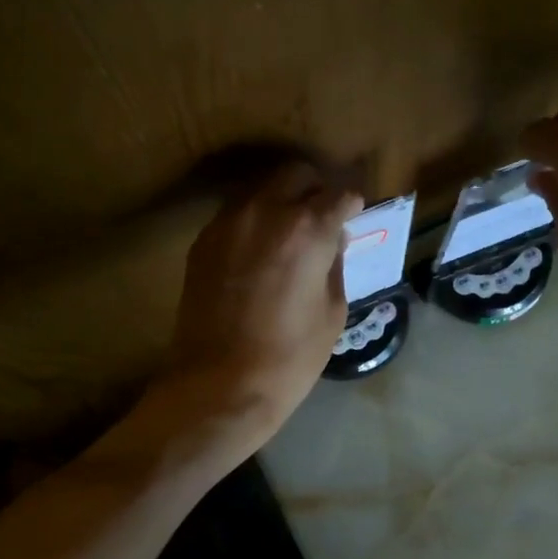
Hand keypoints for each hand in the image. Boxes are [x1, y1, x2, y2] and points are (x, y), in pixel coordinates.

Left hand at [158, 161, 360, 454]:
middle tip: (323, 216)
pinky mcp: (203, 241)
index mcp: (307, 229)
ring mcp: (228, 222)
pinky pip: (236, 214)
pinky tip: (260, 251)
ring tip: (290, 232)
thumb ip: (334, 264)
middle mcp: (265, 211)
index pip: (340, 193)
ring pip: (261, 188)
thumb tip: (332, 240)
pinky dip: (254, 221)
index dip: (352, 204)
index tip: (354, 216)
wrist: (220, 385)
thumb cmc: (290, 357)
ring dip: (281, 200)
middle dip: (315, 189)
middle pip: (296, 174)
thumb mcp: (332, 312)